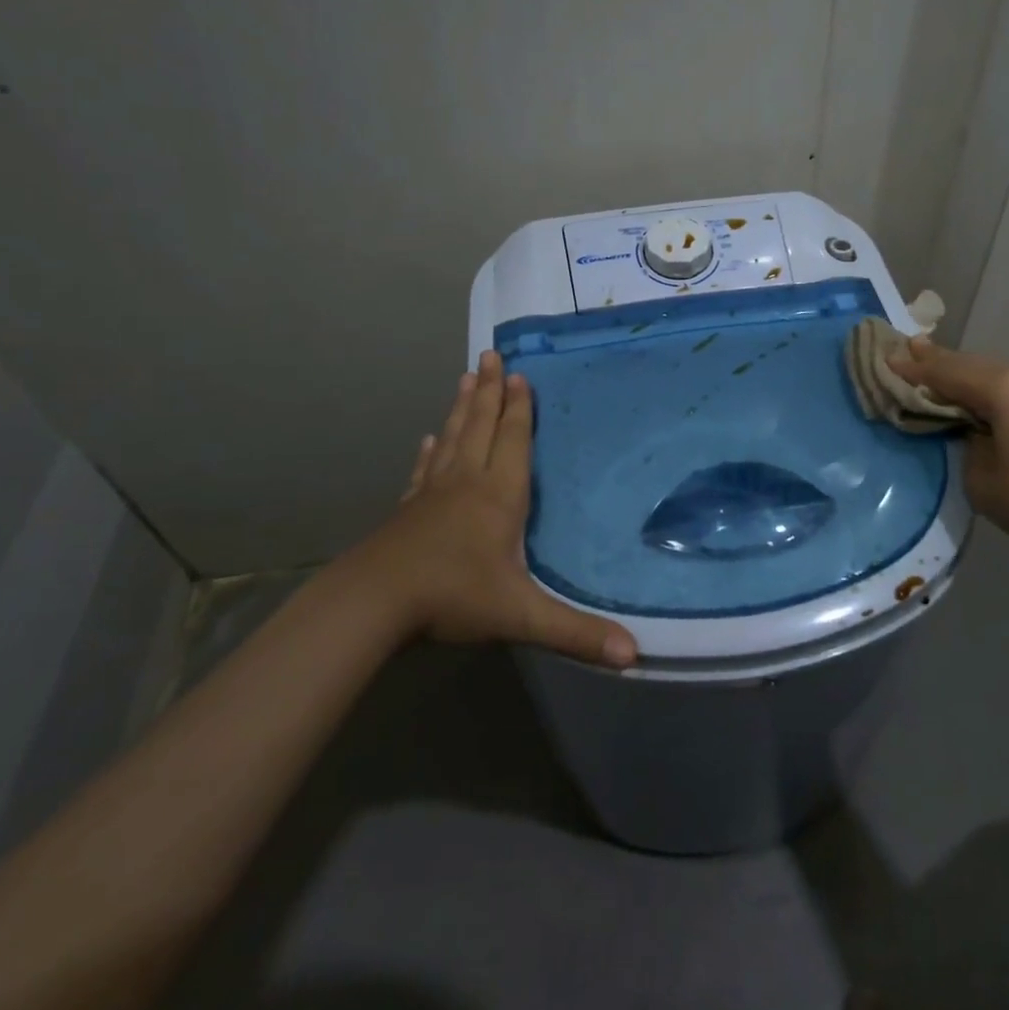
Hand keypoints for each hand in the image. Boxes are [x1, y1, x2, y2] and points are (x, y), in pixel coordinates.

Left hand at [364, 350, 637, 667]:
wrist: (374, 602)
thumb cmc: (453, 597)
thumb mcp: (520, 616)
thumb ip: (576, 632)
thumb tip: (634, 655)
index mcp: (498, 496)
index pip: (512, 440)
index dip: (519, 408)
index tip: (519, 374)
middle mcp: (466, 483)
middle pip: (480, 426)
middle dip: (489, 390)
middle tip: (490, 353)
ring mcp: (432, 493)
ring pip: (452, 439)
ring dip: (461, 407)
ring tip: (466, 377)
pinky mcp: (408, 509)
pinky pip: (423, 470)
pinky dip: (429, 451)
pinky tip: (428, 440)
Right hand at [888, 337, 1008, 561]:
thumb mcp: (984, 482)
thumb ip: (968, 446)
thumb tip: (978, 433)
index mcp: (1006, 389)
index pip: (946, 372)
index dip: (914, 367)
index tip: (887, 357)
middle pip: (973, 365)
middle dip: (939, 362)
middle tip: (909, 352)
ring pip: (999, 376)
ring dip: (969, 378)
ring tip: (940, 374)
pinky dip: (995, 393)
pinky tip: (985, 403)